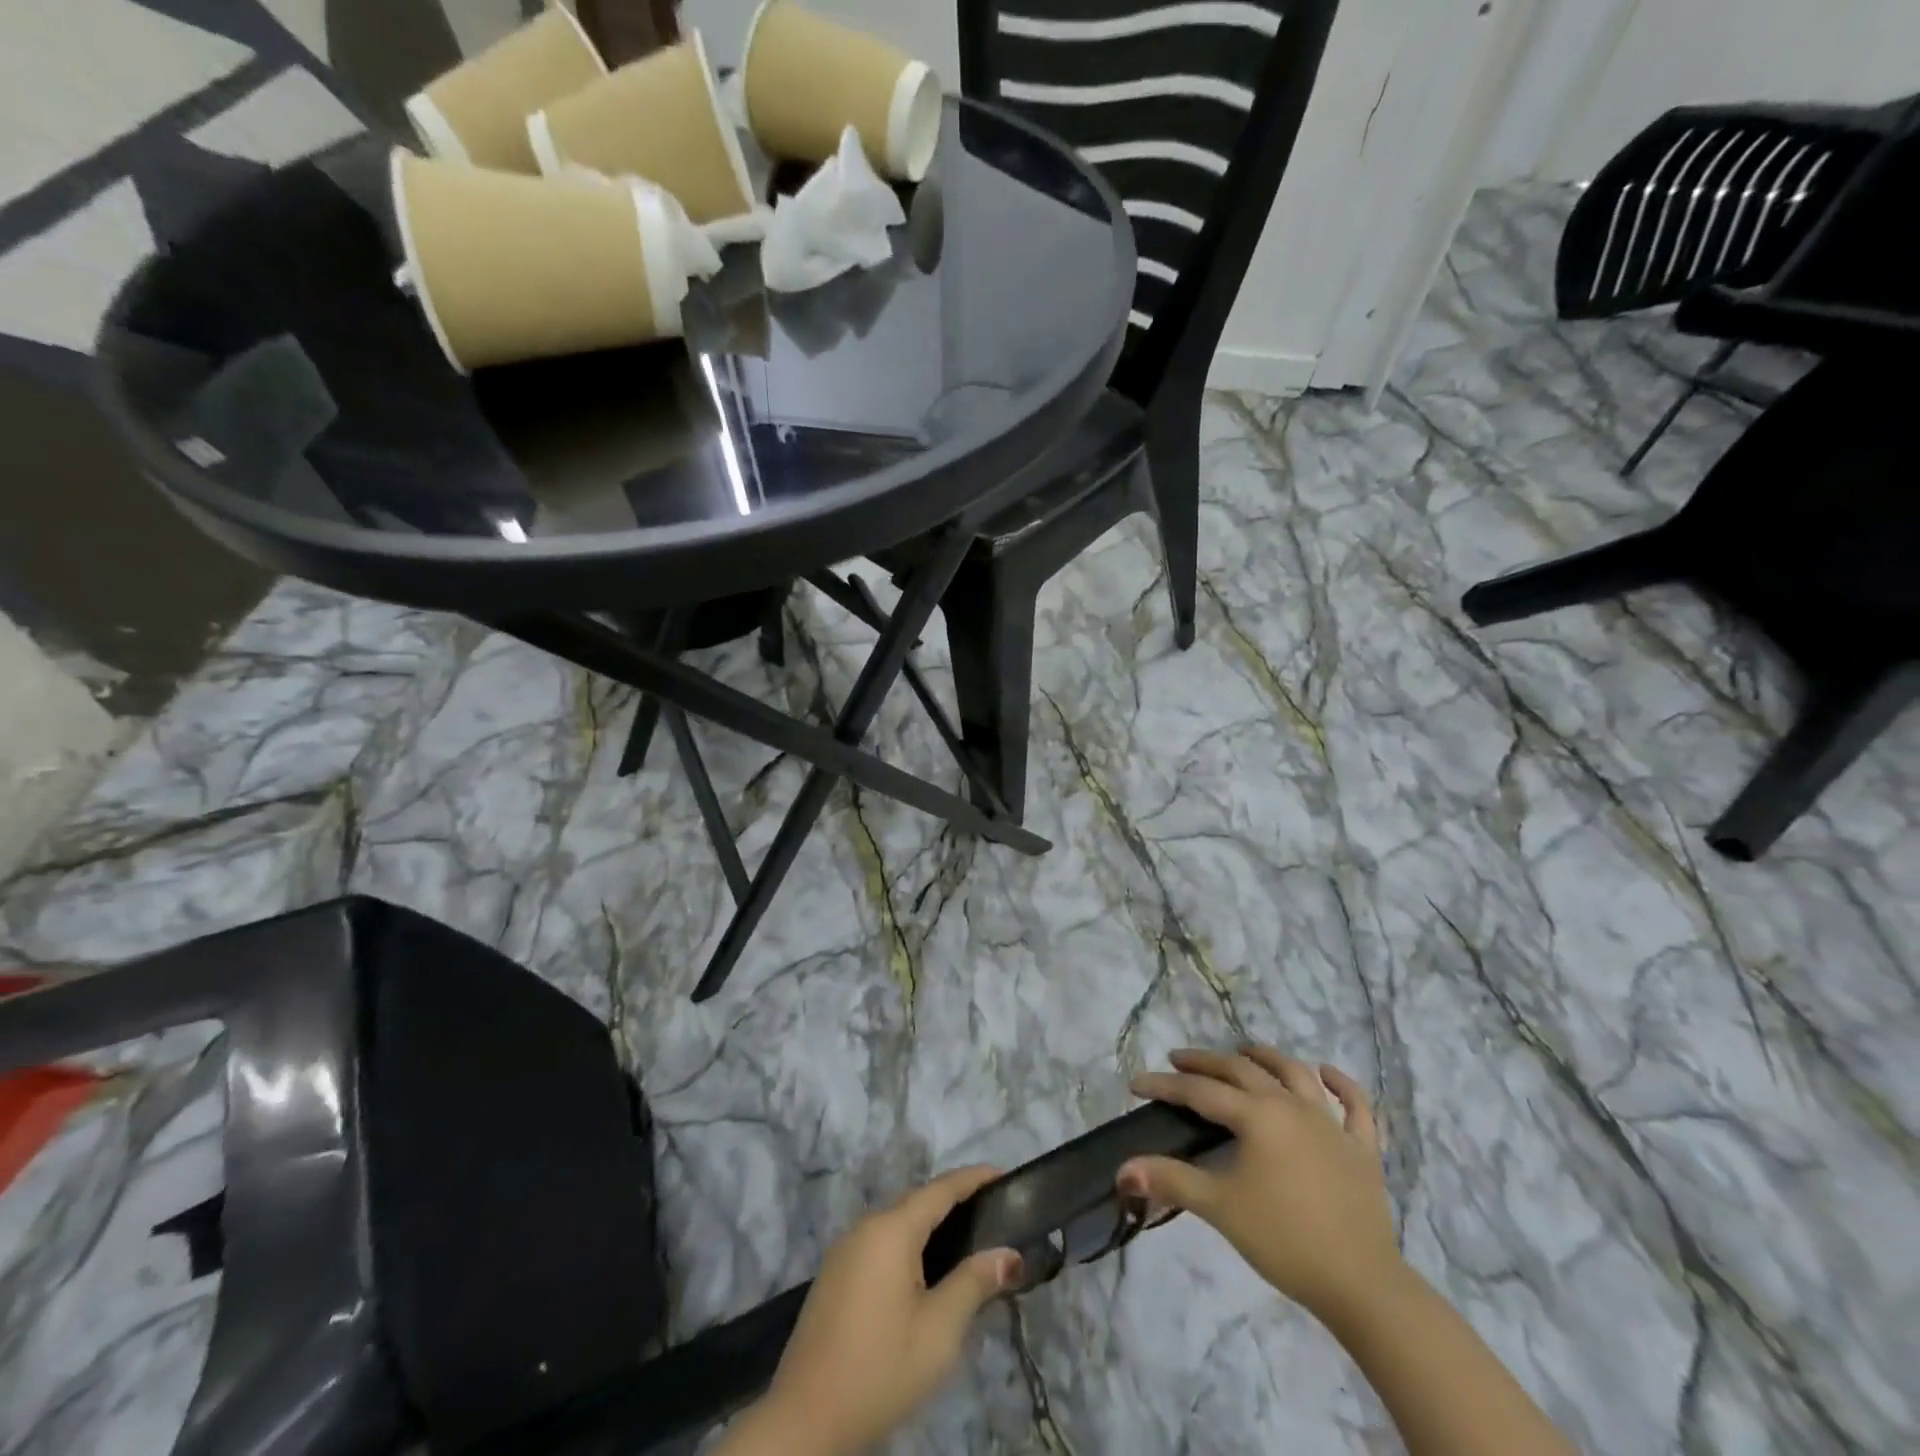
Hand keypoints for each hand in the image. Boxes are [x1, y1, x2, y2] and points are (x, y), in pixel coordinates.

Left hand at [727, 1166, 1023, 1455]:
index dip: (974, 1178)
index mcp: (891, 1229)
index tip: (1003, 1174)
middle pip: (917, 1202)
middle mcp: (865, 1227)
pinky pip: (880, 1245)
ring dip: (929, 1226)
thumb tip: (1009, 1254)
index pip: (941, 1188)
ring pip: (897, 1224)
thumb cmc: (880, 1368)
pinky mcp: (834, 1277)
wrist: (805, 1422)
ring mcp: (845, 1251)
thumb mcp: (939, 1330)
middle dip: (954, 1202)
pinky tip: (924, 1273)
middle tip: (992, 1213)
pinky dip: (907, 1246)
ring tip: (966, 1242)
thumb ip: (975, 1283)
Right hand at [1119, 1047, 1399, 1325]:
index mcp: (1256, 1116)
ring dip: (1266, 1057)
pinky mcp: (1362, 1148)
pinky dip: (1342, 1085)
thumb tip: (1122, 1170)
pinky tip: (1326, 1072)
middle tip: (1179, 1060)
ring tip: (1244, 1050)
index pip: (1200, 1092)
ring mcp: (1331, 1123)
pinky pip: (1356, 1107)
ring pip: (1295, 1074)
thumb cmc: (1284, 1239)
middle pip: (1242, 1071)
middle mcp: (1291, 1106)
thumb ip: (1170, 1181)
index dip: (1165, 1086)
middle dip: (1206, 1062)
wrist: (1361, 1283)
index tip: (1136, 1084)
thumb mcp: (1219, 1207)